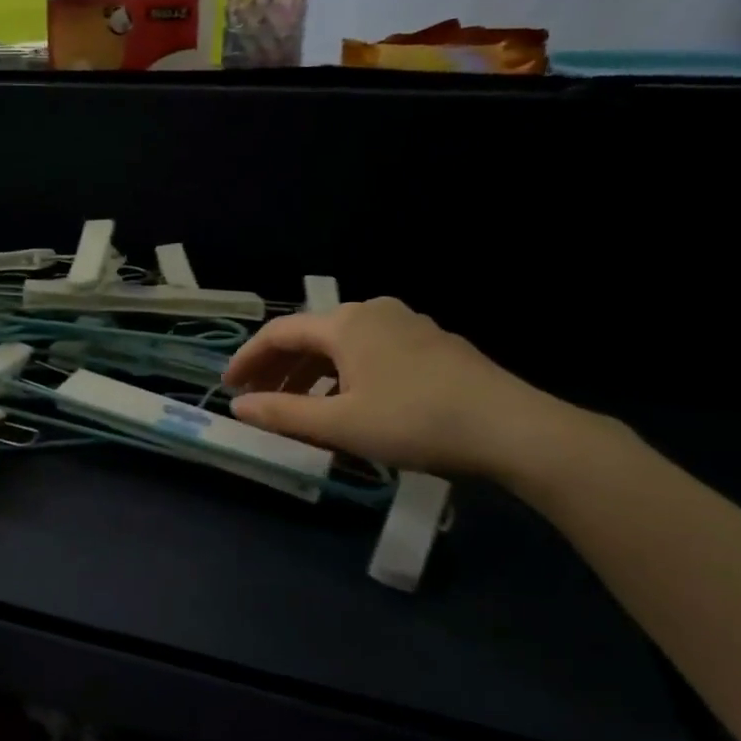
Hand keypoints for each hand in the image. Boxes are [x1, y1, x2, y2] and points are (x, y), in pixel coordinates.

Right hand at [226, 298, 578, 478]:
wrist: (511, 428)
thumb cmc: (414, 421)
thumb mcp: (340, 424)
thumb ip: (282, 413)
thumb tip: (238, 406)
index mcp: (346, 324)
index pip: (279, 332)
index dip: (248, 359)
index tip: (228, 387)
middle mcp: (373, 312)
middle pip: (310, 336)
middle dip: (279, 369)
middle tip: (259, 400)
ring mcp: (407, 325)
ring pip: (342, 345)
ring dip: (311, 374)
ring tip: (299, 408)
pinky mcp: (432, 344)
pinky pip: (370, 352)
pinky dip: (344, 374)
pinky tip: (349, 403)